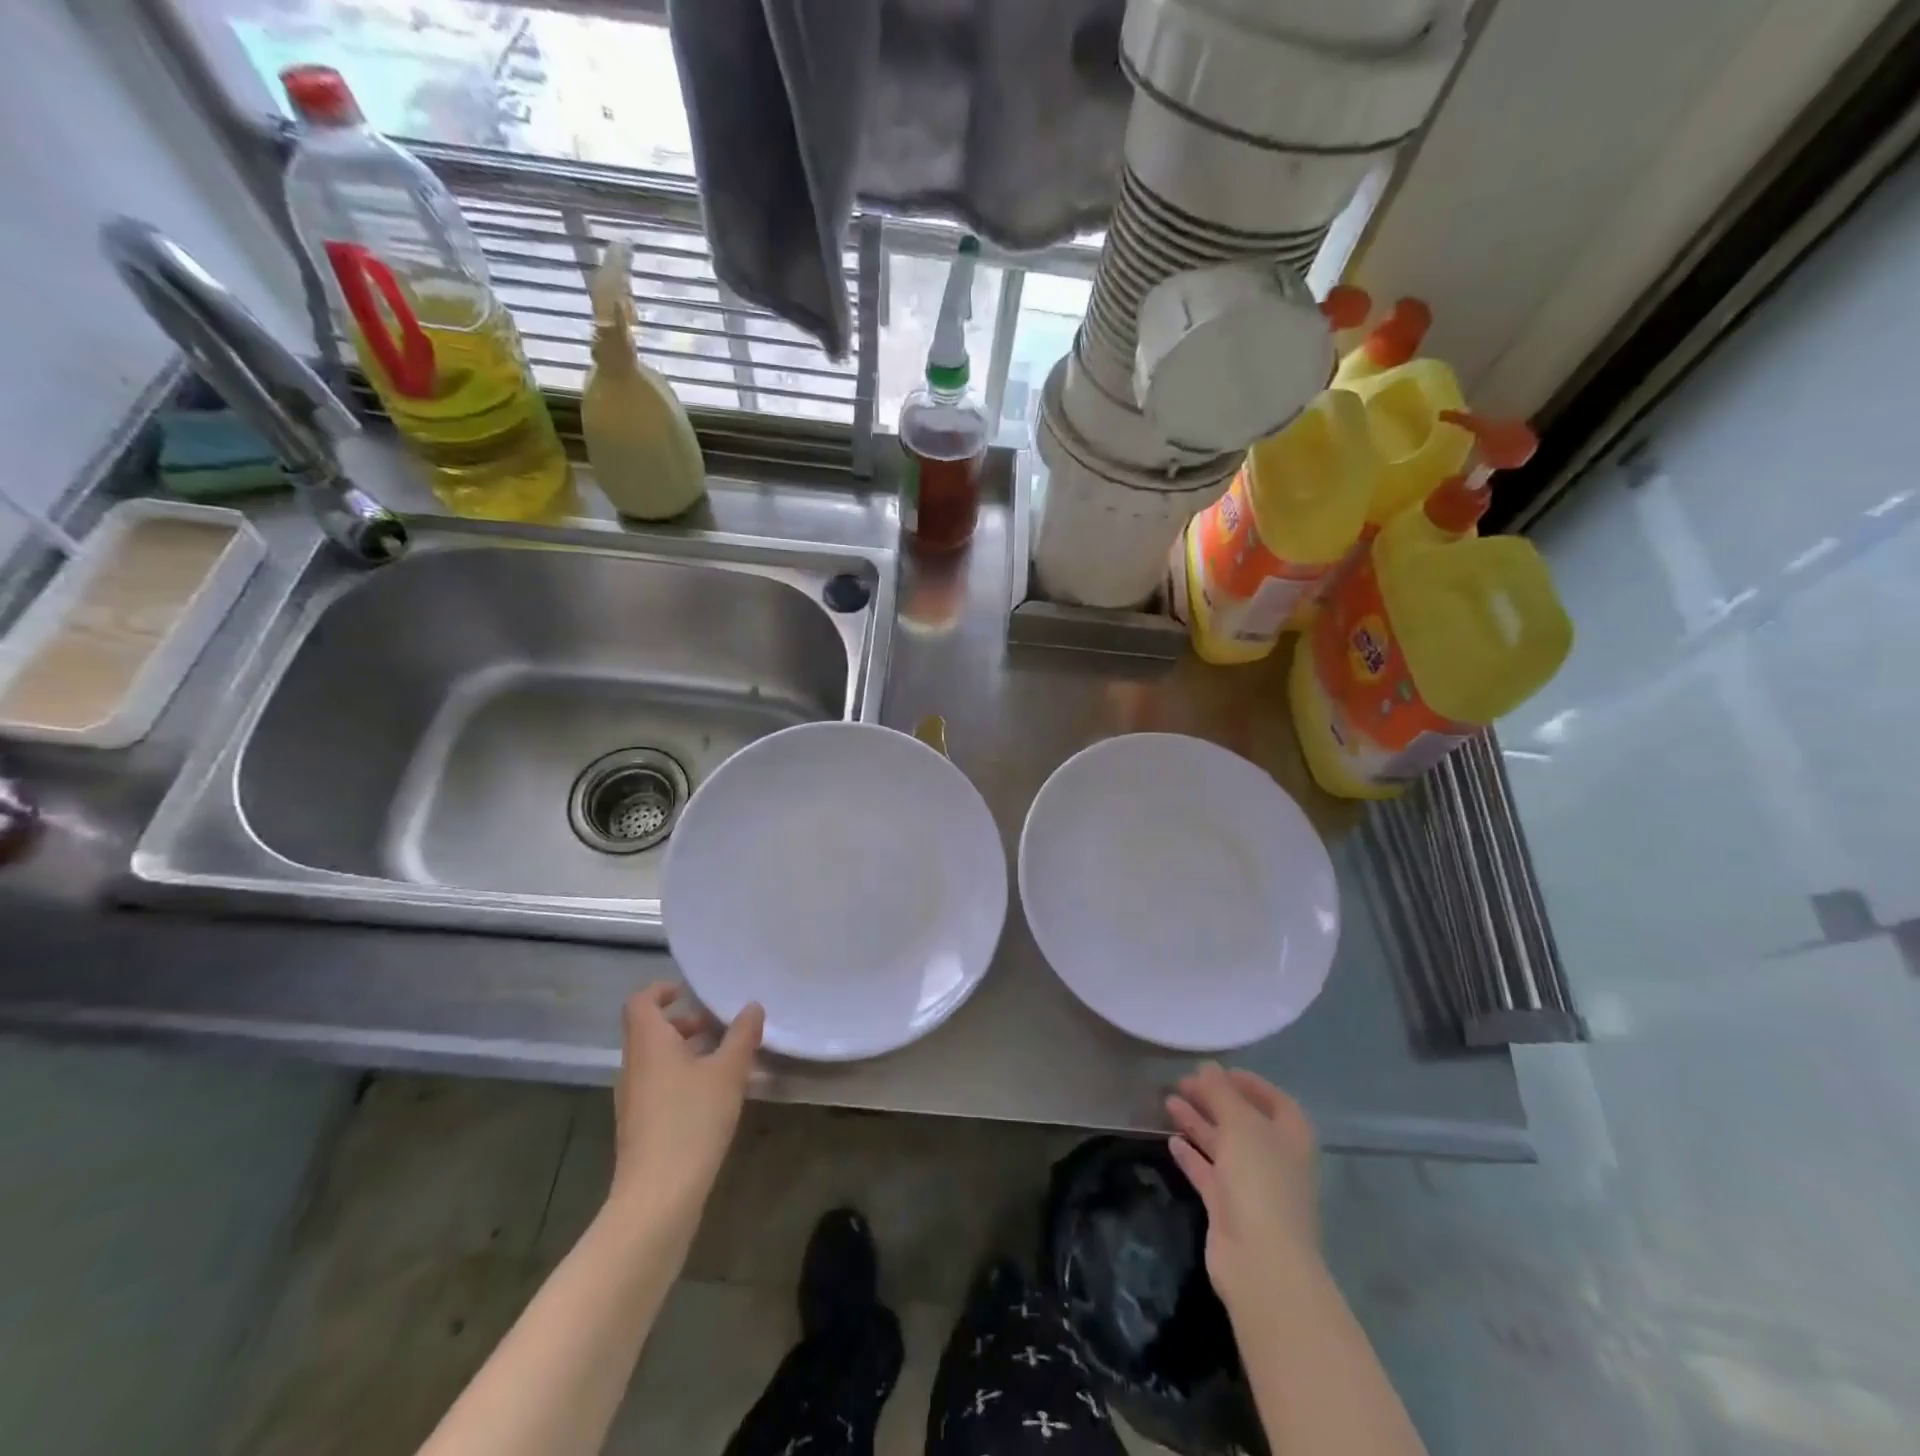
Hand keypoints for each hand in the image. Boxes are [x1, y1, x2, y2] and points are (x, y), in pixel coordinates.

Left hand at [609, 983, 763, 1226]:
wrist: (658, 1197)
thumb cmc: (691, 1120)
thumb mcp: (728, 1072)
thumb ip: (742, 1035)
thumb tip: (752, 1006)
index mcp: (648, 1044)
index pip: (641, 1002)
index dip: (661, 990)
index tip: (690, 991)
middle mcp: (633, 1066)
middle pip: (650, 1031)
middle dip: (684, 1023)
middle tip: (718, 1026)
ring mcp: (633, 1099)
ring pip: (656, 1060)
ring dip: (686, 1051)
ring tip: (724, 1060)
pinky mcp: (640, 1126)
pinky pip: (659, 1085)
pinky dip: (682, 1078)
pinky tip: (713, 1096)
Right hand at [1166, 1064, 1320, 1311]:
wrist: (1261, 1262)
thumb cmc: (1260, 1182)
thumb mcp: (1240, 1125)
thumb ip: (1221, 1093)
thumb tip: (1207, 1066)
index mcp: (1290, 1137)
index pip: (1275, 1100)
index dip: (1249, 1083)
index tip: (1218, 1070)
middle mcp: (1274, 1159)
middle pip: (1243, 1121)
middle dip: (1214, 1100)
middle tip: (1182, 1082)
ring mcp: (1252, 1186)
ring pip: (1222, 1146)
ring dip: (1198, 1123)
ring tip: (1168, 1101)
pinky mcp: (1228, 1209)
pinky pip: (1208, 1173)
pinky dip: (1191, 1156)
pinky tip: (1171, 1140)